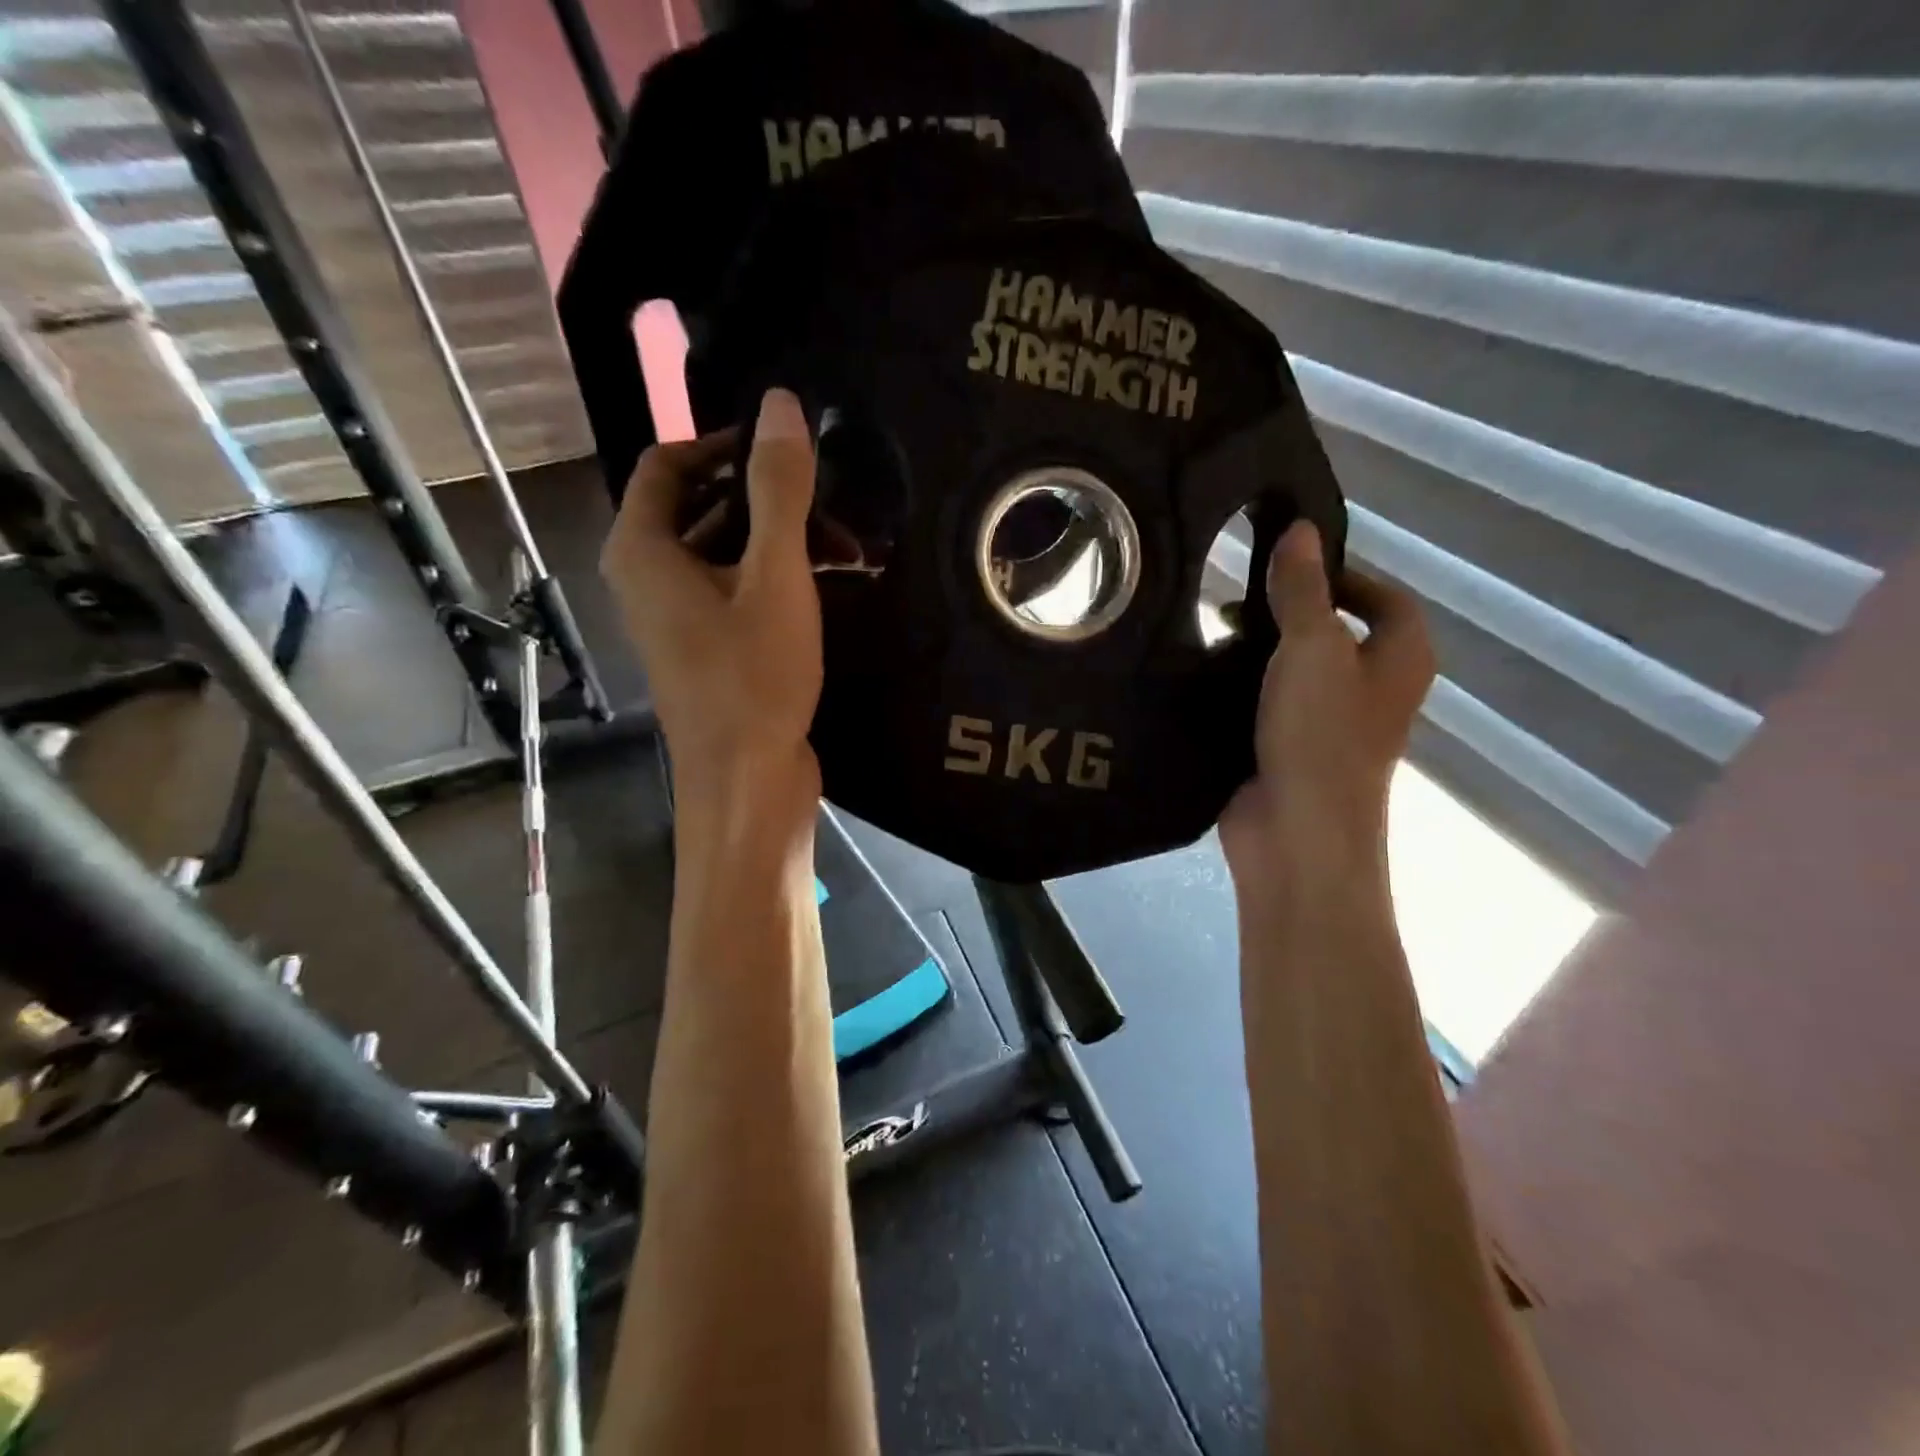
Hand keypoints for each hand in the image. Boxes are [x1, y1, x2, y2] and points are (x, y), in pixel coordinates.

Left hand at [600, 389, 822, 816]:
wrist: (747, 781)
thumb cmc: (754, 677)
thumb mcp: (775, 576)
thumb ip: (779, 490)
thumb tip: (782, 403)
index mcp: (642, 550)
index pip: (667, 463)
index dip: (724, 445)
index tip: (785, 451)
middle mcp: (648, 578)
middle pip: (701, 507)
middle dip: (768, 500)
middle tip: (832, 503)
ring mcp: (678, 618)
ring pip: (726, 553)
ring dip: (782, 542)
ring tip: (849, 547)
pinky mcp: (709, 649)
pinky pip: (737, 591)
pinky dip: (778, 579)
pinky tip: (833, 584)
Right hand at [1219, 520, 1434, 889]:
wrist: (1297, 833)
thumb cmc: (1320, 734)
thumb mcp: (1312, 648)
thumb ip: (1303, 589)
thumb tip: (1302, 529)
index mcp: (1399, 659)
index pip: (1384, 598)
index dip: (1343, 575)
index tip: (1286, 566)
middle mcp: (1373, 689)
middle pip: (1337, 631)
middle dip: (1289, 611)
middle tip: (1236, 598)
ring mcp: (1329, 724)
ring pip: (1297, 669)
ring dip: (1261, 649)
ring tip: (1212, 631)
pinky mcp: (1289, 749)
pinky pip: (1269, 703)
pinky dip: (1244, 687)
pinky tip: (1205, 676)